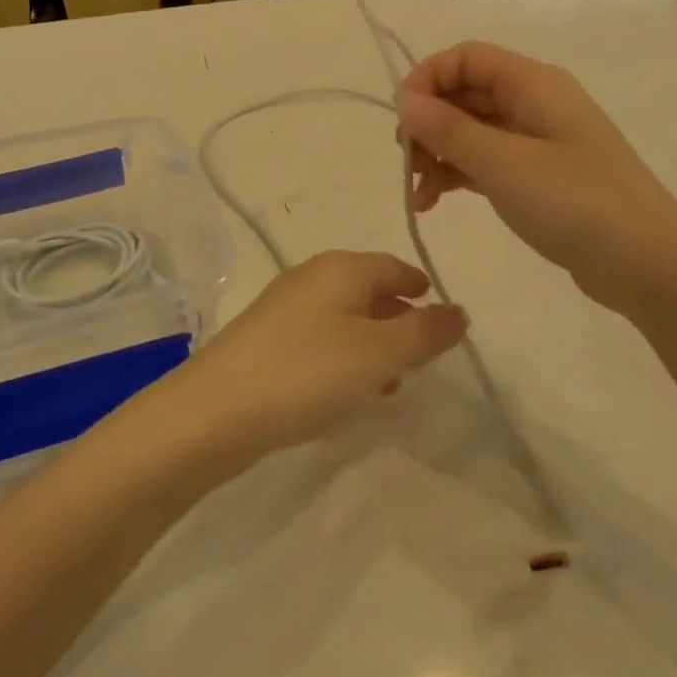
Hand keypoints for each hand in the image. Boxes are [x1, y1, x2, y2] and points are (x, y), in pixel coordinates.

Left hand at [173, 251, 466, 460]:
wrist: (216, 410)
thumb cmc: (308, 371)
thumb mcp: (379, 352)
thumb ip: (425, 331)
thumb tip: (460, 312)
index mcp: (341, 268)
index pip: (394, 267)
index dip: (422, 290)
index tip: (443, 320)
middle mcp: (311, 277)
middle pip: (369, 290)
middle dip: (399, 321)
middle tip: (422, 358)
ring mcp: (284, 308)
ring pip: (344, 318)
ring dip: (372, 345)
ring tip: (391, 384)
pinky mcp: (265, 340)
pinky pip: (319, 340)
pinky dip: (342, 358)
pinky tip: (346, 392)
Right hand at [397, 41, 676, 311]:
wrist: (649, 264)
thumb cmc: (576, 203)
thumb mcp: (504, 164)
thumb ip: (450, 130)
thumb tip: (406, 101)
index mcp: (533, 84)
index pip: (467, 58)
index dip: (428, 78)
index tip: (402, 119)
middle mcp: (535, 103)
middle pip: (467, 93)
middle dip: (429, 121)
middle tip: (406, 162)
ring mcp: (539, 141)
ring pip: (473, 130)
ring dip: (438, 152)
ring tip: (417, 192)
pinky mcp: (540, 177)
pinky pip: (487, 161)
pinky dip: (458, 174)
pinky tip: (435, 202)